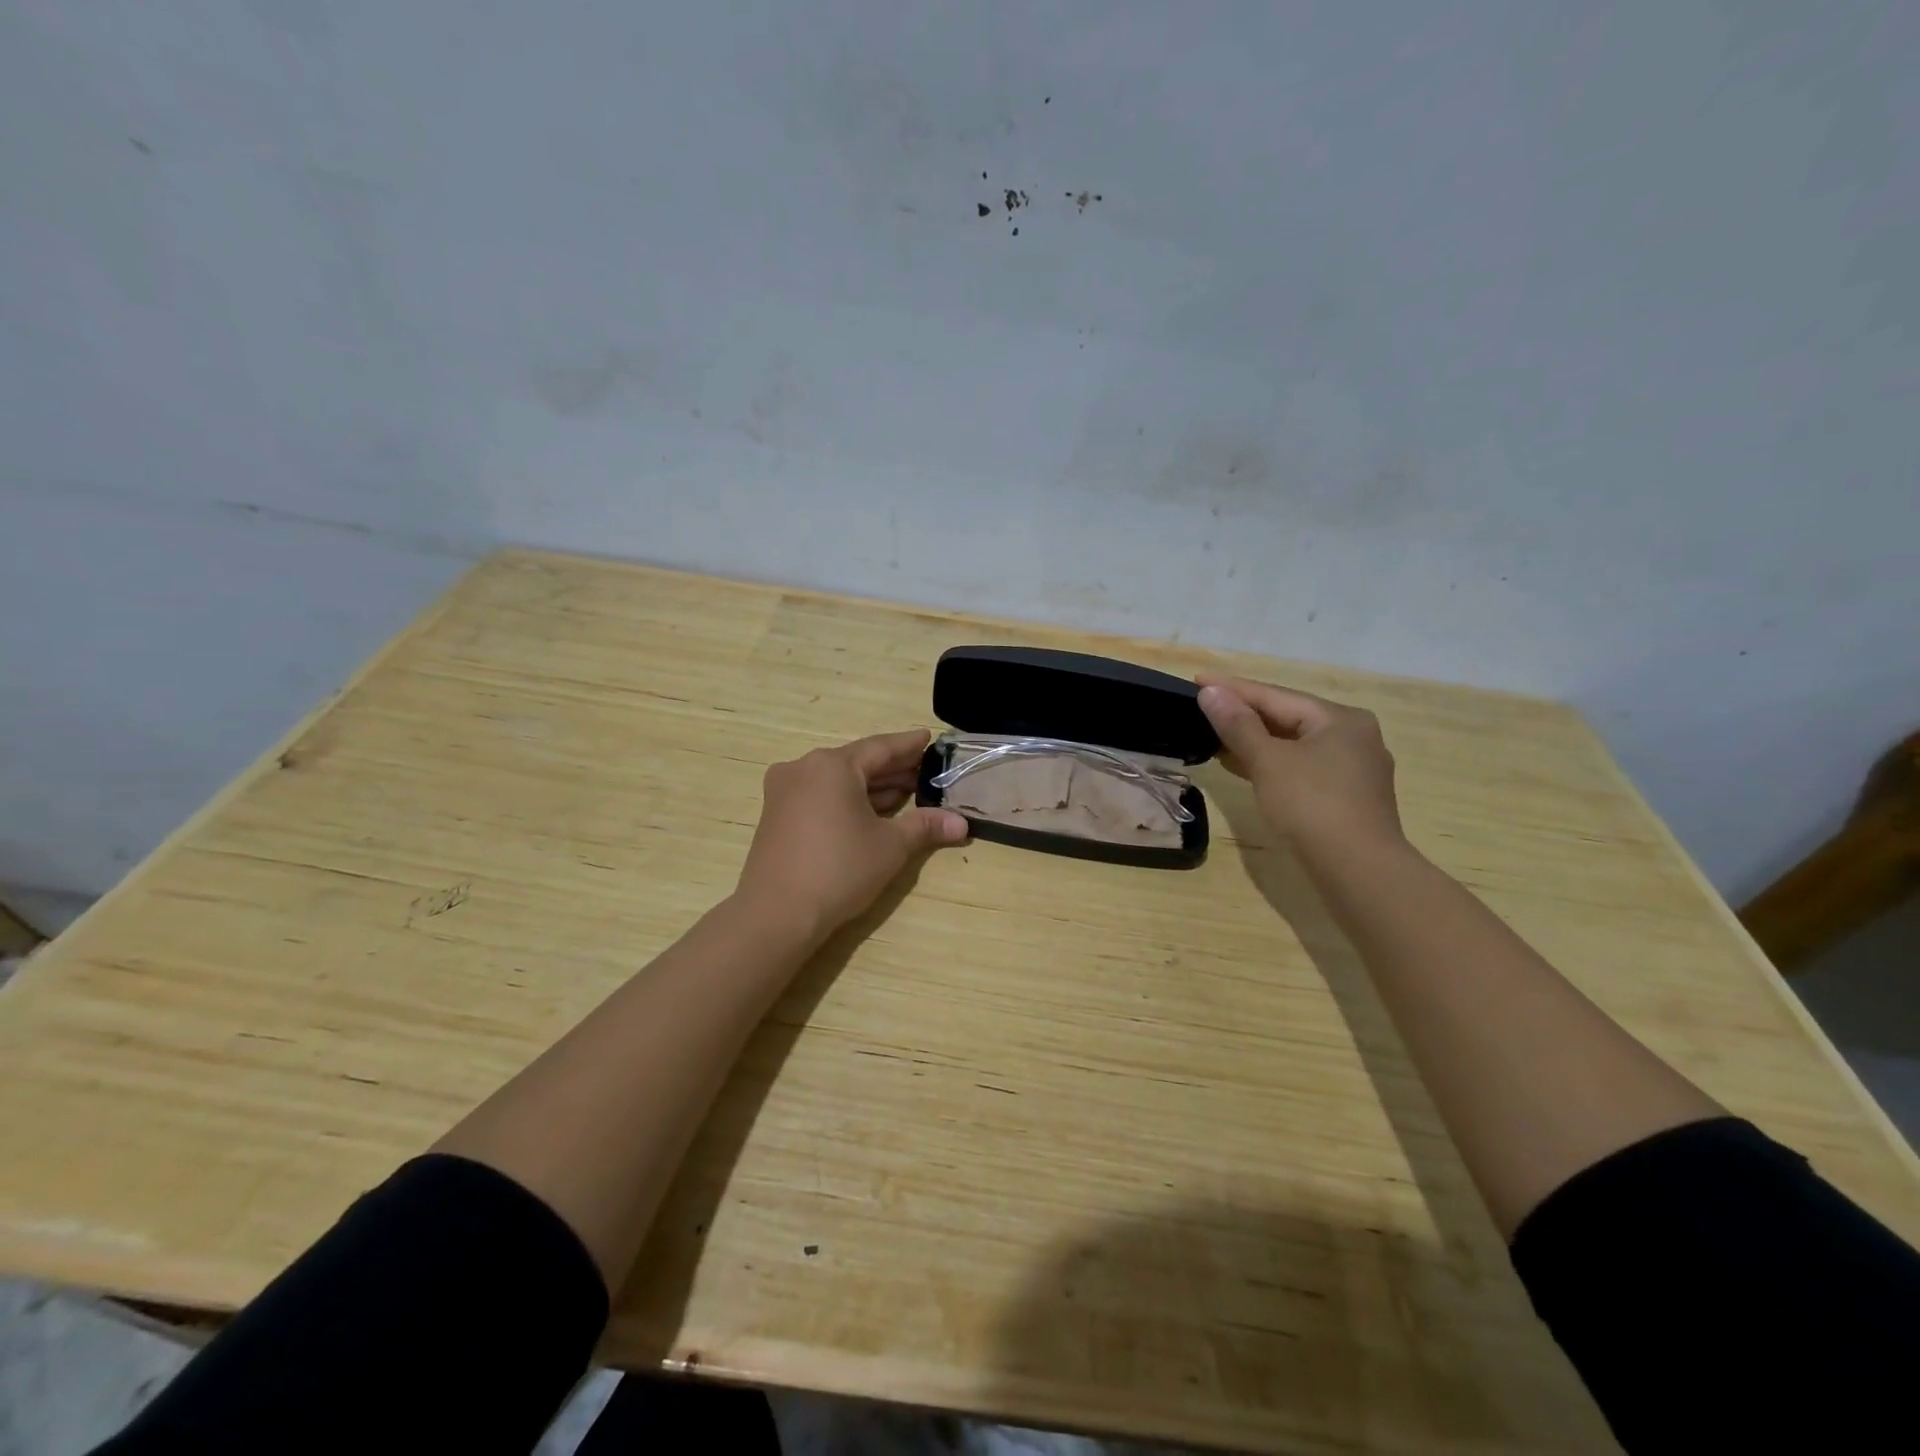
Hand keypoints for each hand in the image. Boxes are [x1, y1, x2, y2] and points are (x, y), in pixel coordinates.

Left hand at [734, 729, 968, 944]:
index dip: (908, 745)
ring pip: (837, 780)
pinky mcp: (777, 814)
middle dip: (892, 769)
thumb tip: (962, 824)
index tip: (928, 738)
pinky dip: (848, 800)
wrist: (776, 914)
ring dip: (871, 787)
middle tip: (925, 772)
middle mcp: (804, 768)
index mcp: (832, 765)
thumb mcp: (890, 846)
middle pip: (857, 762)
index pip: (880, 747)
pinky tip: (872, 812)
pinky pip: (820, 795)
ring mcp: (785, 791)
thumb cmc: (839, 870)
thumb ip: (925, 826)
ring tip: (906, 793)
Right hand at [1195, 674, 1404, 856]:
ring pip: (1294, 745)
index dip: (1233, 688)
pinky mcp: (1346, 797)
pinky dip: (1271, 764)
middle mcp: (1354, 736)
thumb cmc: (1312, 805)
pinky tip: (1243, 767)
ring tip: (1214, 737)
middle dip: (1244, 714)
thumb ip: (1237, 725)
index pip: (1276, 695)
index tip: (1198, 679)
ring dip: (1254, 741)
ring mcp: (1354, 769)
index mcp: (1340, 719)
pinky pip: (1301, 768)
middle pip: (1287, 717)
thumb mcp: (1268, 761)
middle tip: (1203, 707)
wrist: (1358, 870)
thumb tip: (1210, 692)